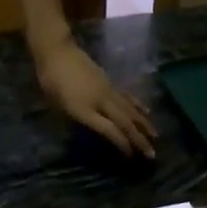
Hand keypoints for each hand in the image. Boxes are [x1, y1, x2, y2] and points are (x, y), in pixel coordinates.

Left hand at [34, 36, 156, 157]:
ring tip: (156, 137)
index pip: (109, 130)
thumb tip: (88, 131)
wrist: (58, 51)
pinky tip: (148, 113)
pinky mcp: (110, 82)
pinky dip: (139, 106)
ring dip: (144, 125)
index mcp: (84, 110)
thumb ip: (73, 119)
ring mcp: (108, 90)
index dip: (122, 144)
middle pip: (125, 122)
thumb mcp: (56, 105)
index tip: (131, 156)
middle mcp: (101, 101)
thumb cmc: (50, 80)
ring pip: (130, 110)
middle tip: (151, 154)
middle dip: (139, 139)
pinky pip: (128, 97)